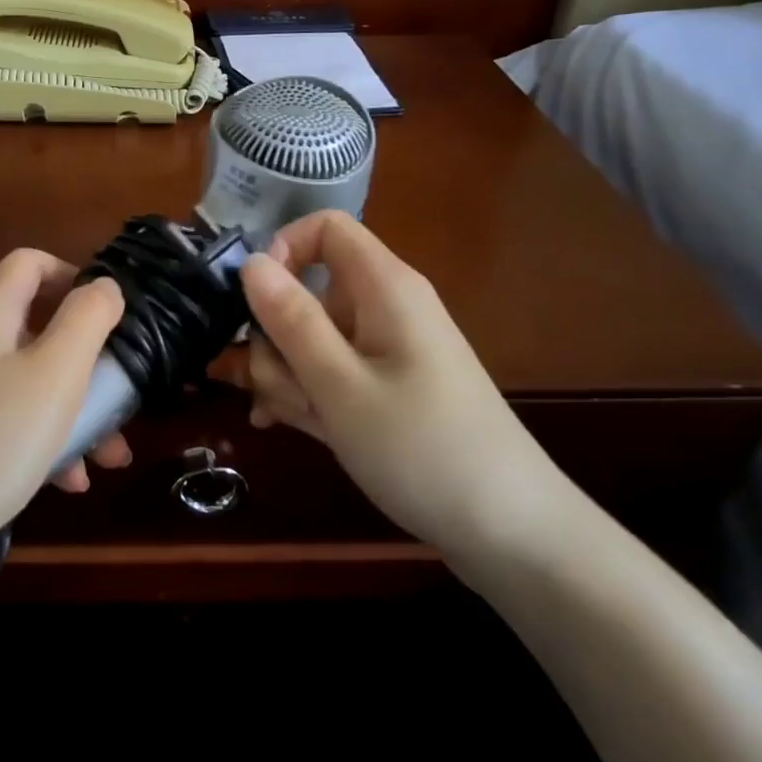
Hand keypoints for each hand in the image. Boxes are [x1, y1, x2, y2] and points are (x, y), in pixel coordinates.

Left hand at [0, 249, 127, 564]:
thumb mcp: (58, 370)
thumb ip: (88, 317)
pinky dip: (45, 439)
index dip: (72, 273)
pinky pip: (11, 420)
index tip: (109, 311)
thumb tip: (104, 286)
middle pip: (37, 328)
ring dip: (75, 410)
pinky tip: (70, 481)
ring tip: (111, 456)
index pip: (29, 262)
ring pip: (31, 382)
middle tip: (121, 394)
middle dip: (87, 361)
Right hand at [211, 211, 563, 560]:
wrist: (511, 533)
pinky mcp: (384, 387)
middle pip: (308, 291)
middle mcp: (384, 307)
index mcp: (384, 287)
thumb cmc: (421, 449)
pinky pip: (330, 371)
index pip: (325, 228)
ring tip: (291, 419)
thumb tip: (251, 260)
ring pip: (311, 338)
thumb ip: (290, 319)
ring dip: (286, 374)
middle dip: (275, 337)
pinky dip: (306, 392)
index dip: (282, 251)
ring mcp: (385, 350)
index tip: (254, 302)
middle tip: (272, 388)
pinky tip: (287, 426)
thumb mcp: (340, 385)